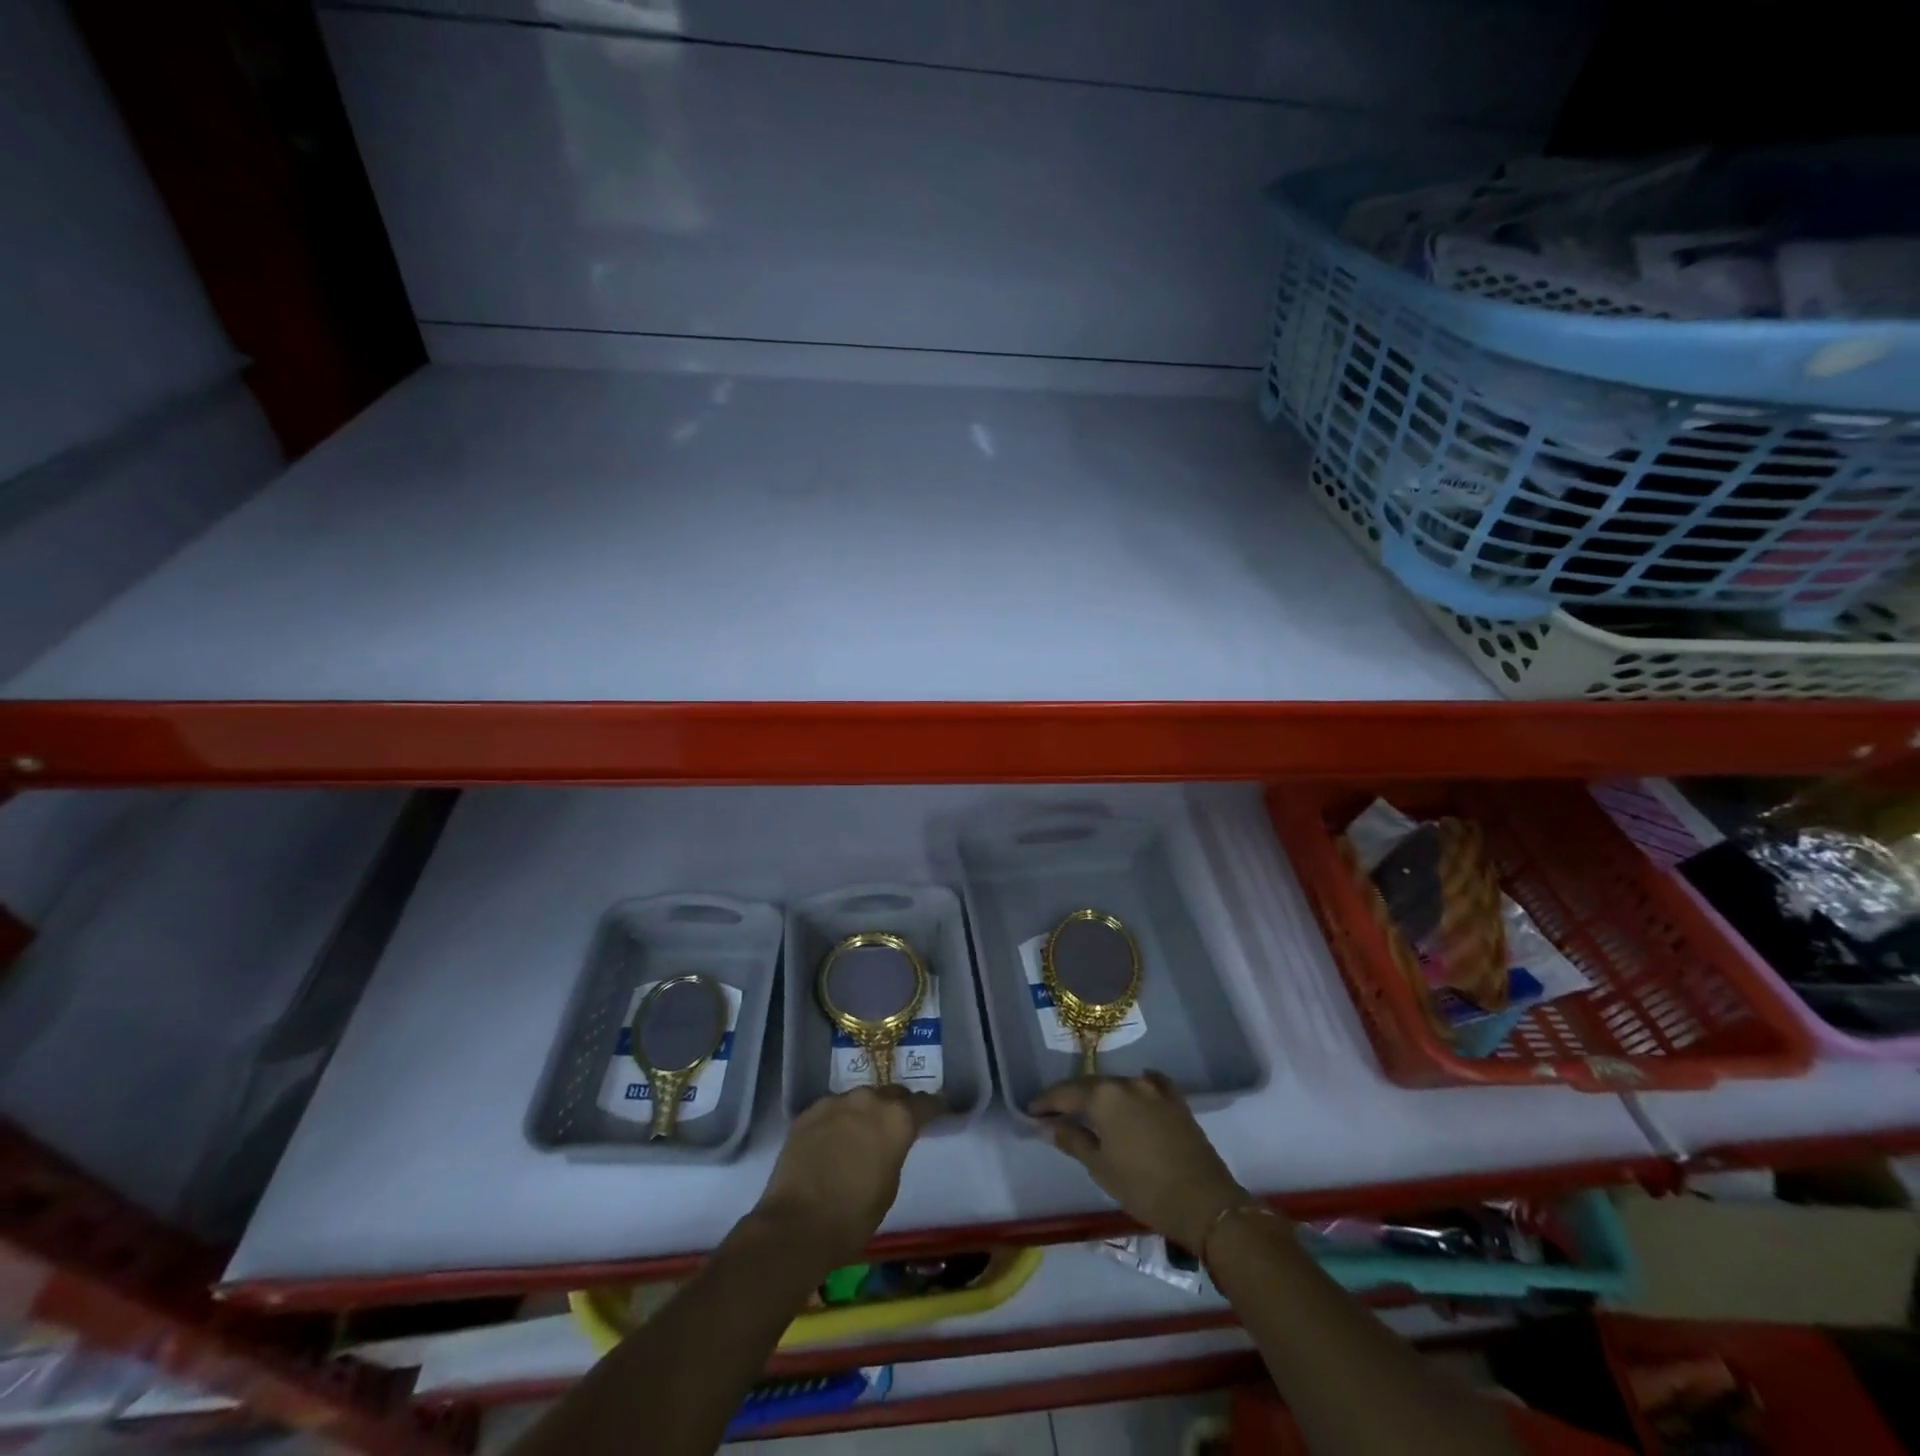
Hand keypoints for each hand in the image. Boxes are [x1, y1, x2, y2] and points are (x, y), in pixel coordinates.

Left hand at [752, 1085, 943, 1266]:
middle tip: (894, 1125)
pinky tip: (831, 1140)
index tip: (936, 1112)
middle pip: (890, 1093)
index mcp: (897, 1119)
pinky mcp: (809, 1111)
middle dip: (896, 1105)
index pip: (924, 1103)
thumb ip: (894, 1151)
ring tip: (859, 1133)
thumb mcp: (889, 1185)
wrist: (796, 1224)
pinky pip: (832, 1109)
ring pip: (858, 1099)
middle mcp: (869, 1100)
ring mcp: (836, 1102)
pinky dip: (837, 1120)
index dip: (932, 1108)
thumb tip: (887, 1143)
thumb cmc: (853, 1216)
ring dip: (864, 1112)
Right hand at [1030, 1073, 1249, 1252]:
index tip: (1031, 1111)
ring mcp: (1154, 1087)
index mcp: (1104, 1096)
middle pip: (1091, 1085)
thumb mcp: (1100, 1167)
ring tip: (1090, 1112)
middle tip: (1055, 1114)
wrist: (1204, 1202)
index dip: (1046, 1102)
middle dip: (1072, 1098)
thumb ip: (1072, 1140)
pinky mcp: (1176, 1099)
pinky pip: (1147, 1086)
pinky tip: (1130, 1098)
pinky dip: (1133, 1092)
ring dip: (1102, 1097)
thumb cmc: (1144, 1188)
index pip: (1065, 1093)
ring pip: (1118, 1085)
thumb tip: (1047, 1125)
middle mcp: (1127, 1081)